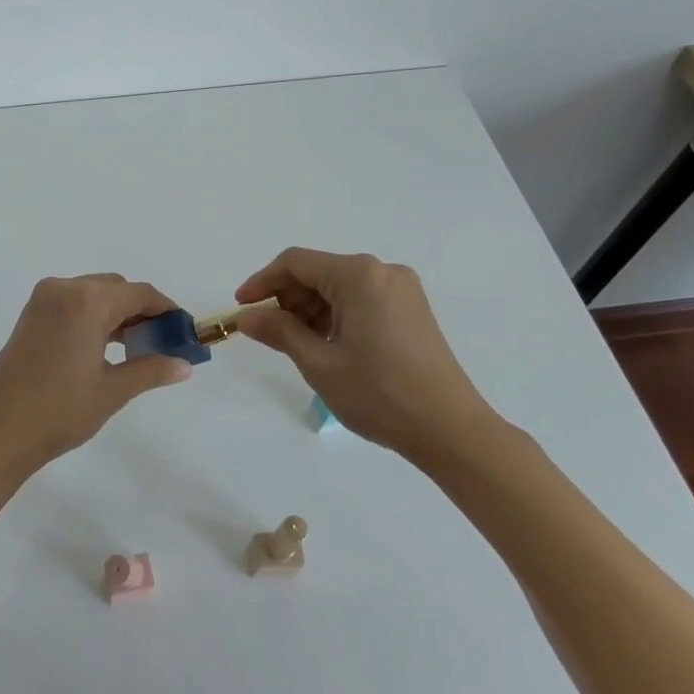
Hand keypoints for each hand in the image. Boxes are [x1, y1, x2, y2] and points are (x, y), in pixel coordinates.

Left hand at [0, 275, 194, 478]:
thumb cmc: (59, 411)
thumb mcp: (112, 391)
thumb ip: (151, 370)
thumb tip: (184, 364)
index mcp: (86, 301)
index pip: (139, 293)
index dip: (166, 310)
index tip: (184, 332)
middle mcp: (64, 288)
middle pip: (116, 289)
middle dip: (141, 311)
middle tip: (161, 343)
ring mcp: (43, 299)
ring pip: (94, 294)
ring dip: (117, 313)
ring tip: (137, 348)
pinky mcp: (31, 313)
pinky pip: (73, 303)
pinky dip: (94, 317)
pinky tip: (105, 346)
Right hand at [234, 248, 503, 469]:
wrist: (451, 431)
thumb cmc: (379, 394)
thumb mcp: (319, 363)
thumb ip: (280, 331)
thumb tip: (247, 317)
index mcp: (359, 275)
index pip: (296, 263)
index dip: (262, 282)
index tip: (241, 307)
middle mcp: (382, 271)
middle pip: (319, 272)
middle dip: (288, 298)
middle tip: (269, 333)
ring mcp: (402, 289)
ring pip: (340, 287)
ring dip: (312, 309)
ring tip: (298, 345)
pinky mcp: (412, 309)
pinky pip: (362, 299)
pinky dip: (337, 315)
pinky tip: (329, 345)